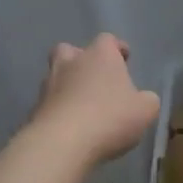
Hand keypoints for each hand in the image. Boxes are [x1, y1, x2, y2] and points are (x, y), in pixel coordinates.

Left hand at [30, 34, 160, 166]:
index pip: (108, 40)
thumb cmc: (110, 118)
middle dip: (81, 60)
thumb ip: (147, 100)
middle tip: (94, 77)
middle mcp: (71, 62)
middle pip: (71, 51)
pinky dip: (59, 109)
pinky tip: (70, 126)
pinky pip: (50, 103)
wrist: (62, 142)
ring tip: (82, 106)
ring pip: (56, 76)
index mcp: (100, 55)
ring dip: (68, 86)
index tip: (125, 58)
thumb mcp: (145, 111)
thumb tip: (143, 99)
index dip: (117, 48)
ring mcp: (48, 84)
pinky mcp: (36, 108)